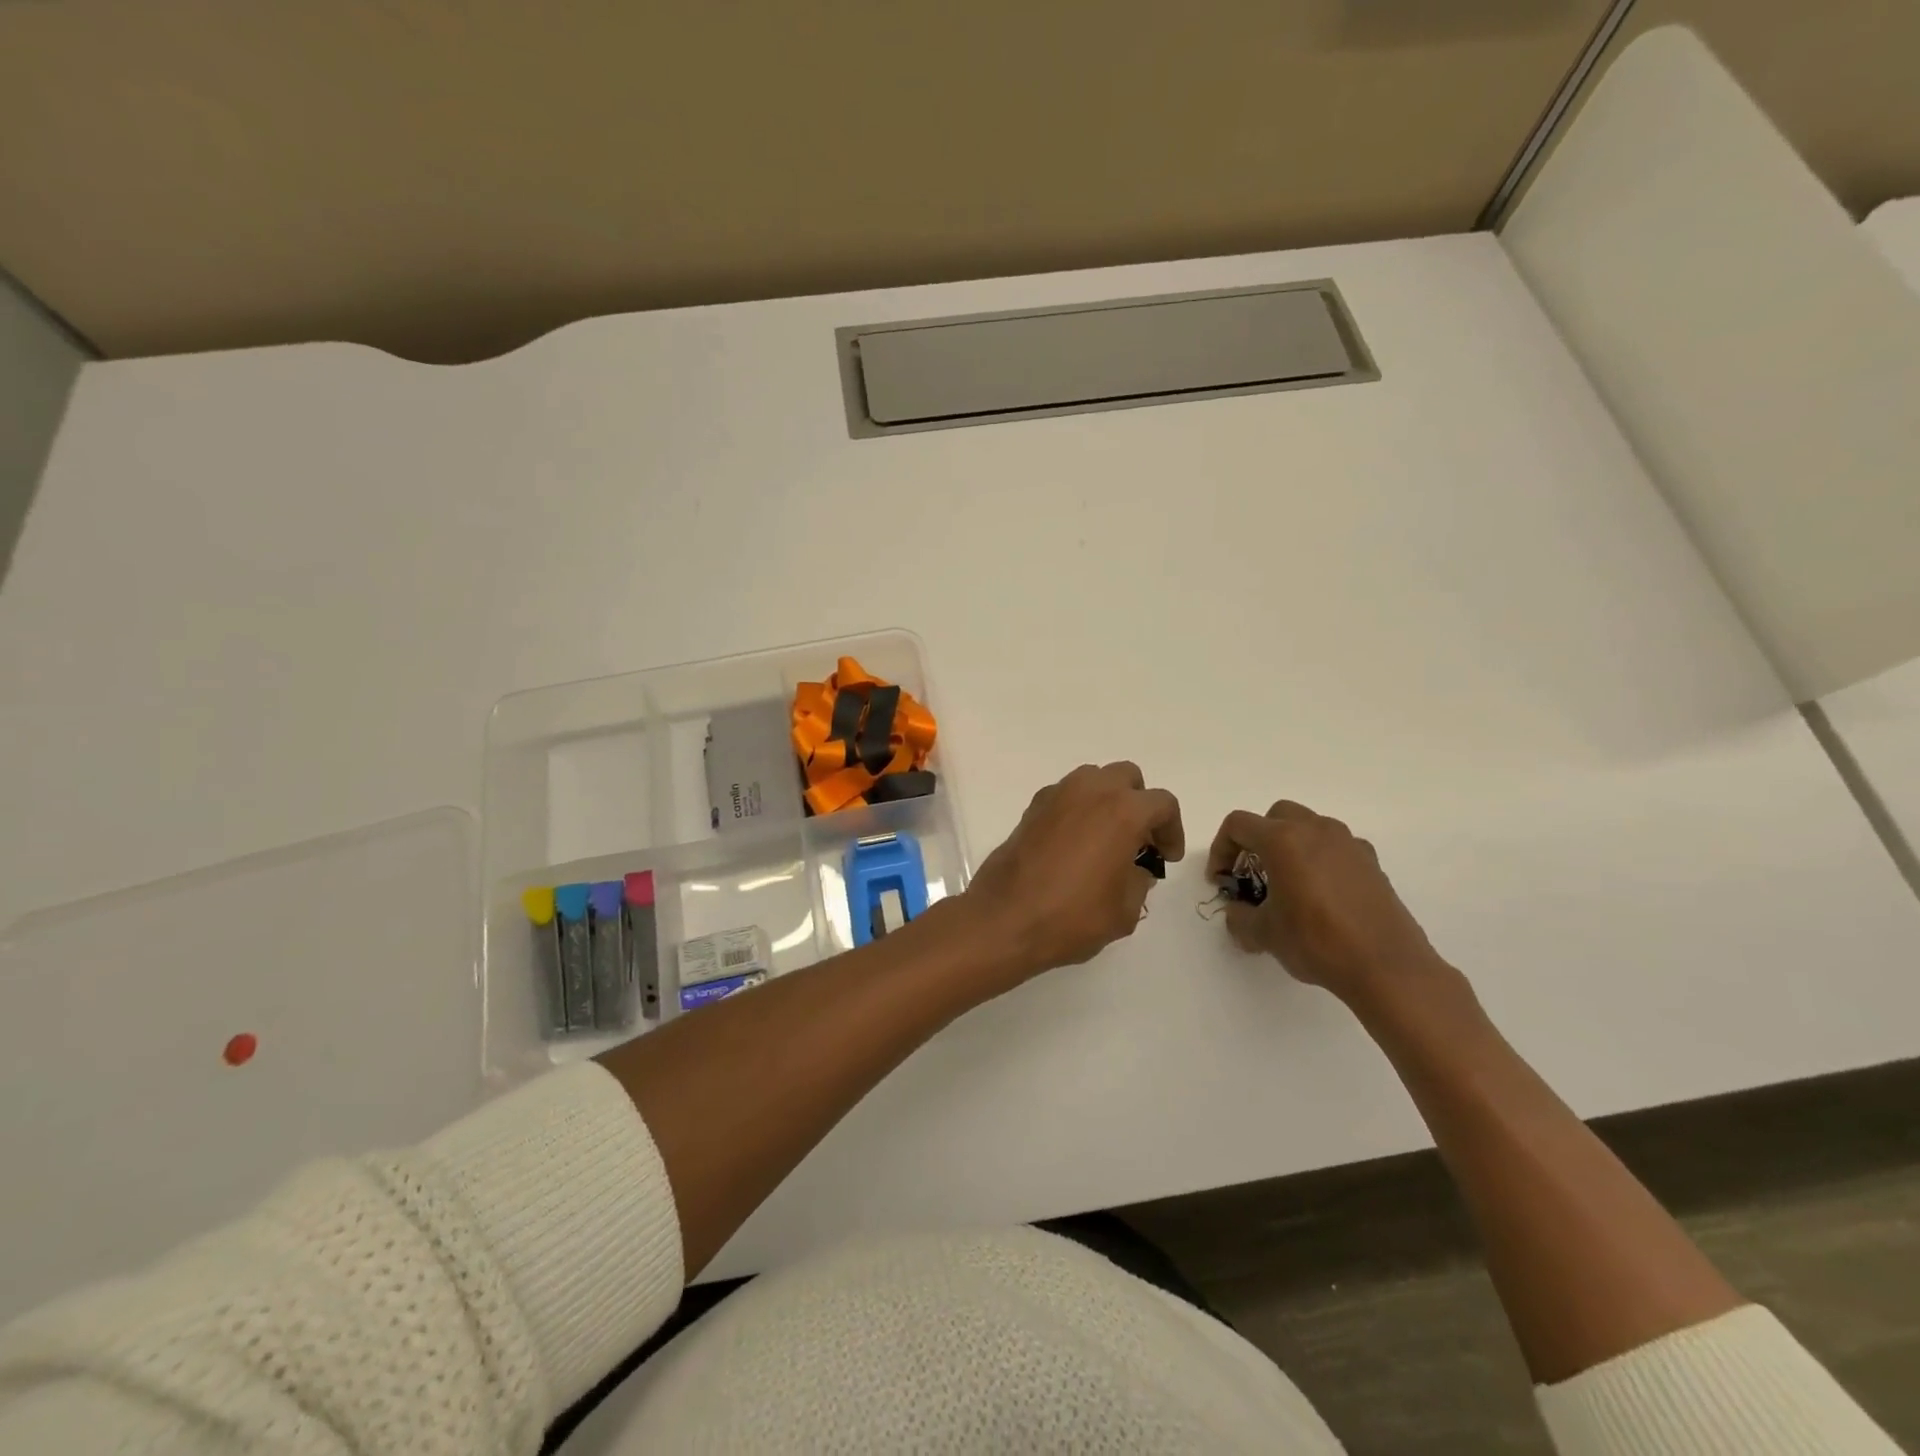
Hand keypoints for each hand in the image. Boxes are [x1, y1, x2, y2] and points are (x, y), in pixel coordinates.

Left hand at [960, 762, 1183, 982]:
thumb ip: (1139, 881)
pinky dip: (1078, 809)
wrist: (1005, 919)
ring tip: (1107, 839)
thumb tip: (1135, 869)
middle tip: (1139, 841)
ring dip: (1107, 801)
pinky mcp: (1031, 808)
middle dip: (1139, 804)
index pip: (1162, 804)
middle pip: (1127, 778)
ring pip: (1093, 780)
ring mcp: (1056, 795)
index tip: (1165, 858)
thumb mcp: (1125, 910)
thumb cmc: (1072, 916)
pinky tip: (1075, 844)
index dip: (1172, 830)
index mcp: (1122, 811)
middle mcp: (1090, 791)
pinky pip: (1065, 795)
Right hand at [1206, 800, 1447, 1008]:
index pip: (1238, 825)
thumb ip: (1240, 917)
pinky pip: (1336, 848)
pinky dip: (1320, 861)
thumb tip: (1238, 912)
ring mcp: (1348, 844)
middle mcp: (1316, 830)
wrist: (1387, 967)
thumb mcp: (1264, 934)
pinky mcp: (1372, 863)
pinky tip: (1322, 896)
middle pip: (1275, 816)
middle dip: (1258, 840)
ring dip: (1291, 847)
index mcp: (1283, 840)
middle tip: (1253, 874)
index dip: (1221, 849)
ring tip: (1288, 885)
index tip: (1222, 880)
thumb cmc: (1316, 942)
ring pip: (1309, 828)